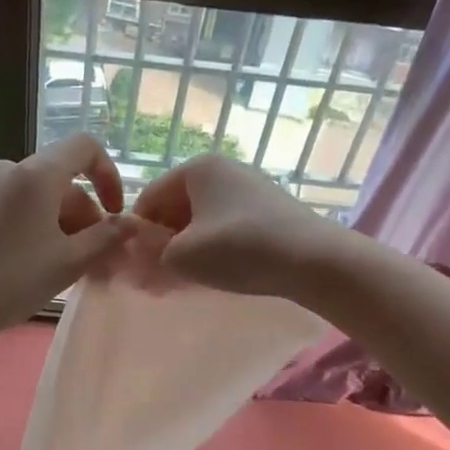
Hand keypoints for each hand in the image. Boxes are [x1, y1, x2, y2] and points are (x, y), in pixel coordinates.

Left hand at [0, 135, 135, 351]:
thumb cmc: (12, 280)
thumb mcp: (68, 262)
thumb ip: (106, 238)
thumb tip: (133, 222)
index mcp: (37, 173)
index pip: (85, 148)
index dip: (109, 176)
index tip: (117, 214)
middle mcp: (11, 169)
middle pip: (63, 180)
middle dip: (86, 215)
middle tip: (97, 259)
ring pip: (40, 197)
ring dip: (64, 225)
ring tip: (69, 268)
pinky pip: (18, 207)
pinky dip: (38, 226)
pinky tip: (39, 263)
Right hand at [132, 155, 343, 297]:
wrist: (313, 260)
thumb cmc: (238, 249)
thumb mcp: (182, 256)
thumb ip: (151, 256)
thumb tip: (140, 259)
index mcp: (197, 168)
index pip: (149, 199)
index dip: (137, 234)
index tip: (137, 267)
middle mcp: (222, 170)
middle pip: (175, 208)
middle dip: (163, 243)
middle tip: (158, 278)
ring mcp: (247, 188)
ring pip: (200, 221)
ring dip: (186, 249)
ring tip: (184, 281)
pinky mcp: (266, 210)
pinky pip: (224, 227)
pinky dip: (213, 248)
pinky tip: (214, 273)